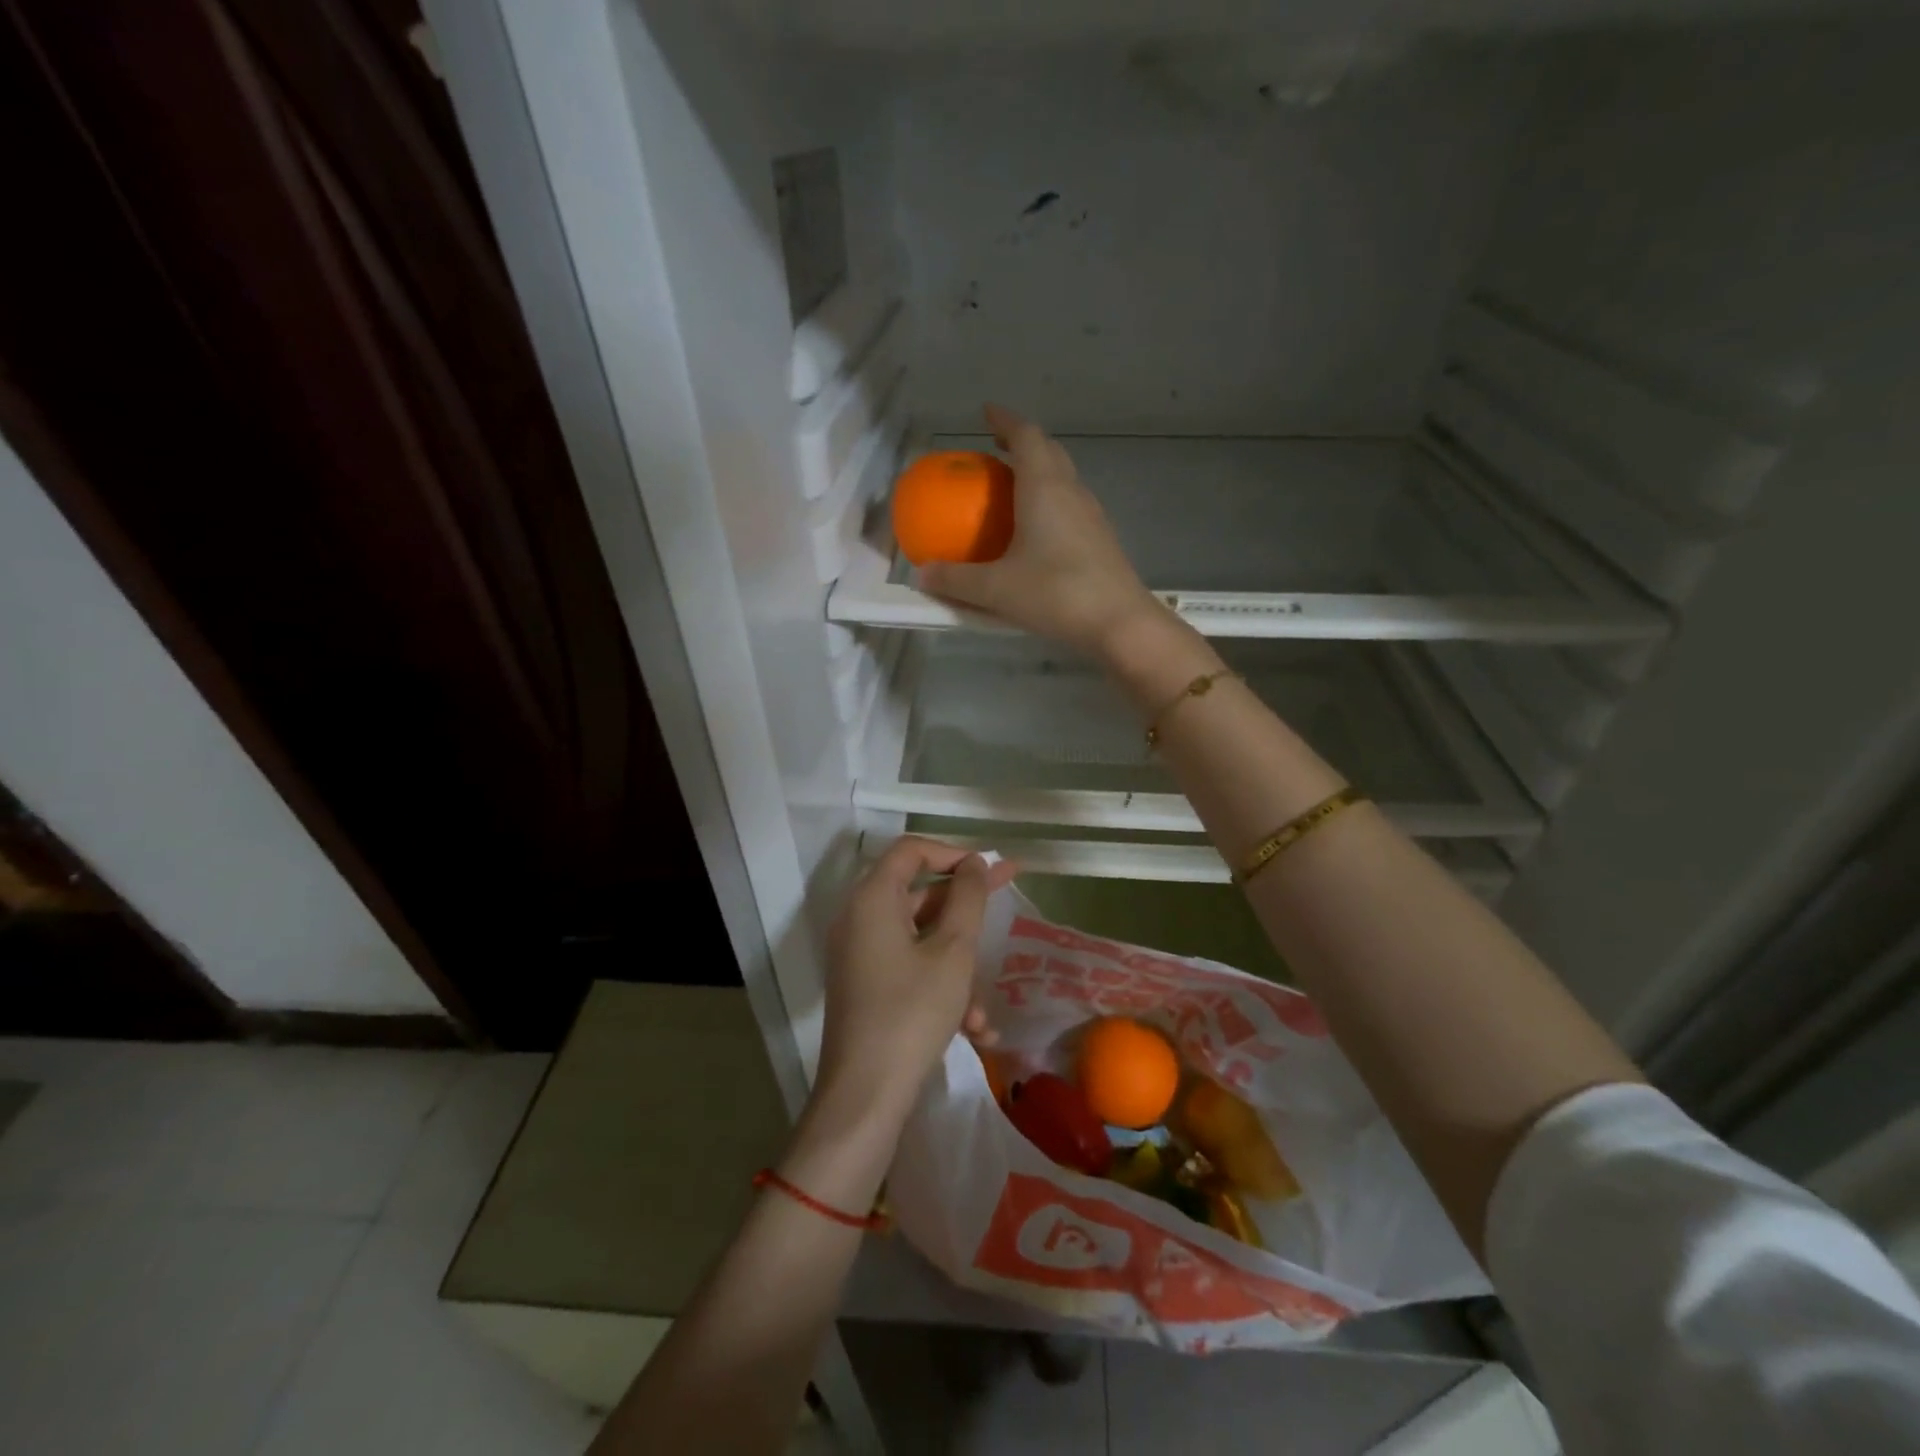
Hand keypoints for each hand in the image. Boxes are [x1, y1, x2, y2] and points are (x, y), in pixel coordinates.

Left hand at [814, 838, 1018, 1126]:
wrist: (865, 1096)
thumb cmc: (912, 1012)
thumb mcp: (952, 952)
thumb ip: (968, 899)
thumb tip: (974, 862)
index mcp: (872, 899)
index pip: (911, 850)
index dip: (953, 851)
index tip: (988, 868)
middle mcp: (859, 920)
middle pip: (918, 893)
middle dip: (966, 906)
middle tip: (1009, 894)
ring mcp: (860, 956)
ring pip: (920, 940)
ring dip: (958, 966)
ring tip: (984, 1011)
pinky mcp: (866, 987)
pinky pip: (909, 970)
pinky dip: (940, 988)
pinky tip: (973, 1031)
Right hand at [919, 404, 1162, 656]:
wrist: (1118, 622)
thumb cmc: (1055, 593)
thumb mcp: (996, 589)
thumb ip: (956, 580)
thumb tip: (921, 574)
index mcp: (1044, 487)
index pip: (1026, 436)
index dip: (1005, 420)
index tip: (987, 413)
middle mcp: (1071, 491)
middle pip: (1049, 451)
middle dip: (1022, 442)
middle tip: (997, 449)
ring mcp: (1091, 515)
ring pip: (1064, 477)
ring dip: (1039, 472)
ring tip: (1014, 487)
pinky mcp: (1101, 539)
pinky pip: (1071, 505)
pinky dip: (1050, 501)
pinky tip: (1037, 530)